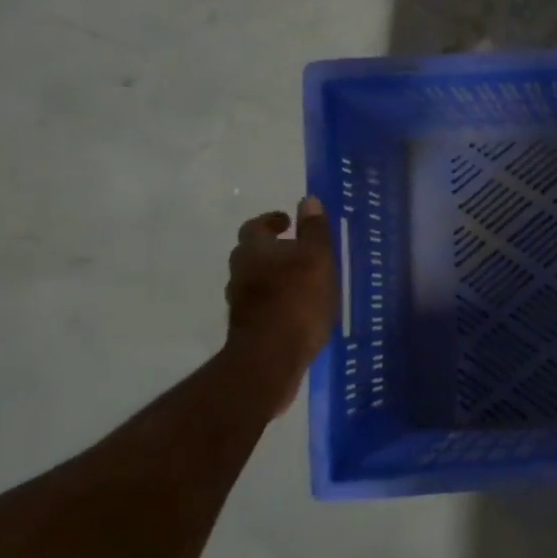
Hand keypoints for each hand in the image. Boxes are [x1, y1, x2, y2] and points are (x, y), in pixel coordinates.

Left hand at [226, 197, 337, 417]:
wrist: (271, 357)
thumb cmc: (297, 299)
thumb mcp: (317, 259)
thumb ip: (314, 230)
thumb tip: (309, 200)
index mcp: (254, 250)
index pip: (257, 226)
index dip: (272, 220)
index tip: (286, 221)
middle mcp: (240, 271)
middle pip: (252, 252)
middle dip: (272, 248)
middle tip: (296, 249)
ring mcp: (240, 301)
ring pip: (255, 278)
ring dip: (273, 275)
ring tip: (300, 280)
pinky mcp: (247, 326)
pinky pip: (261, 303)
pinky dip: (275, 299)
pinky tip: (296, 308)